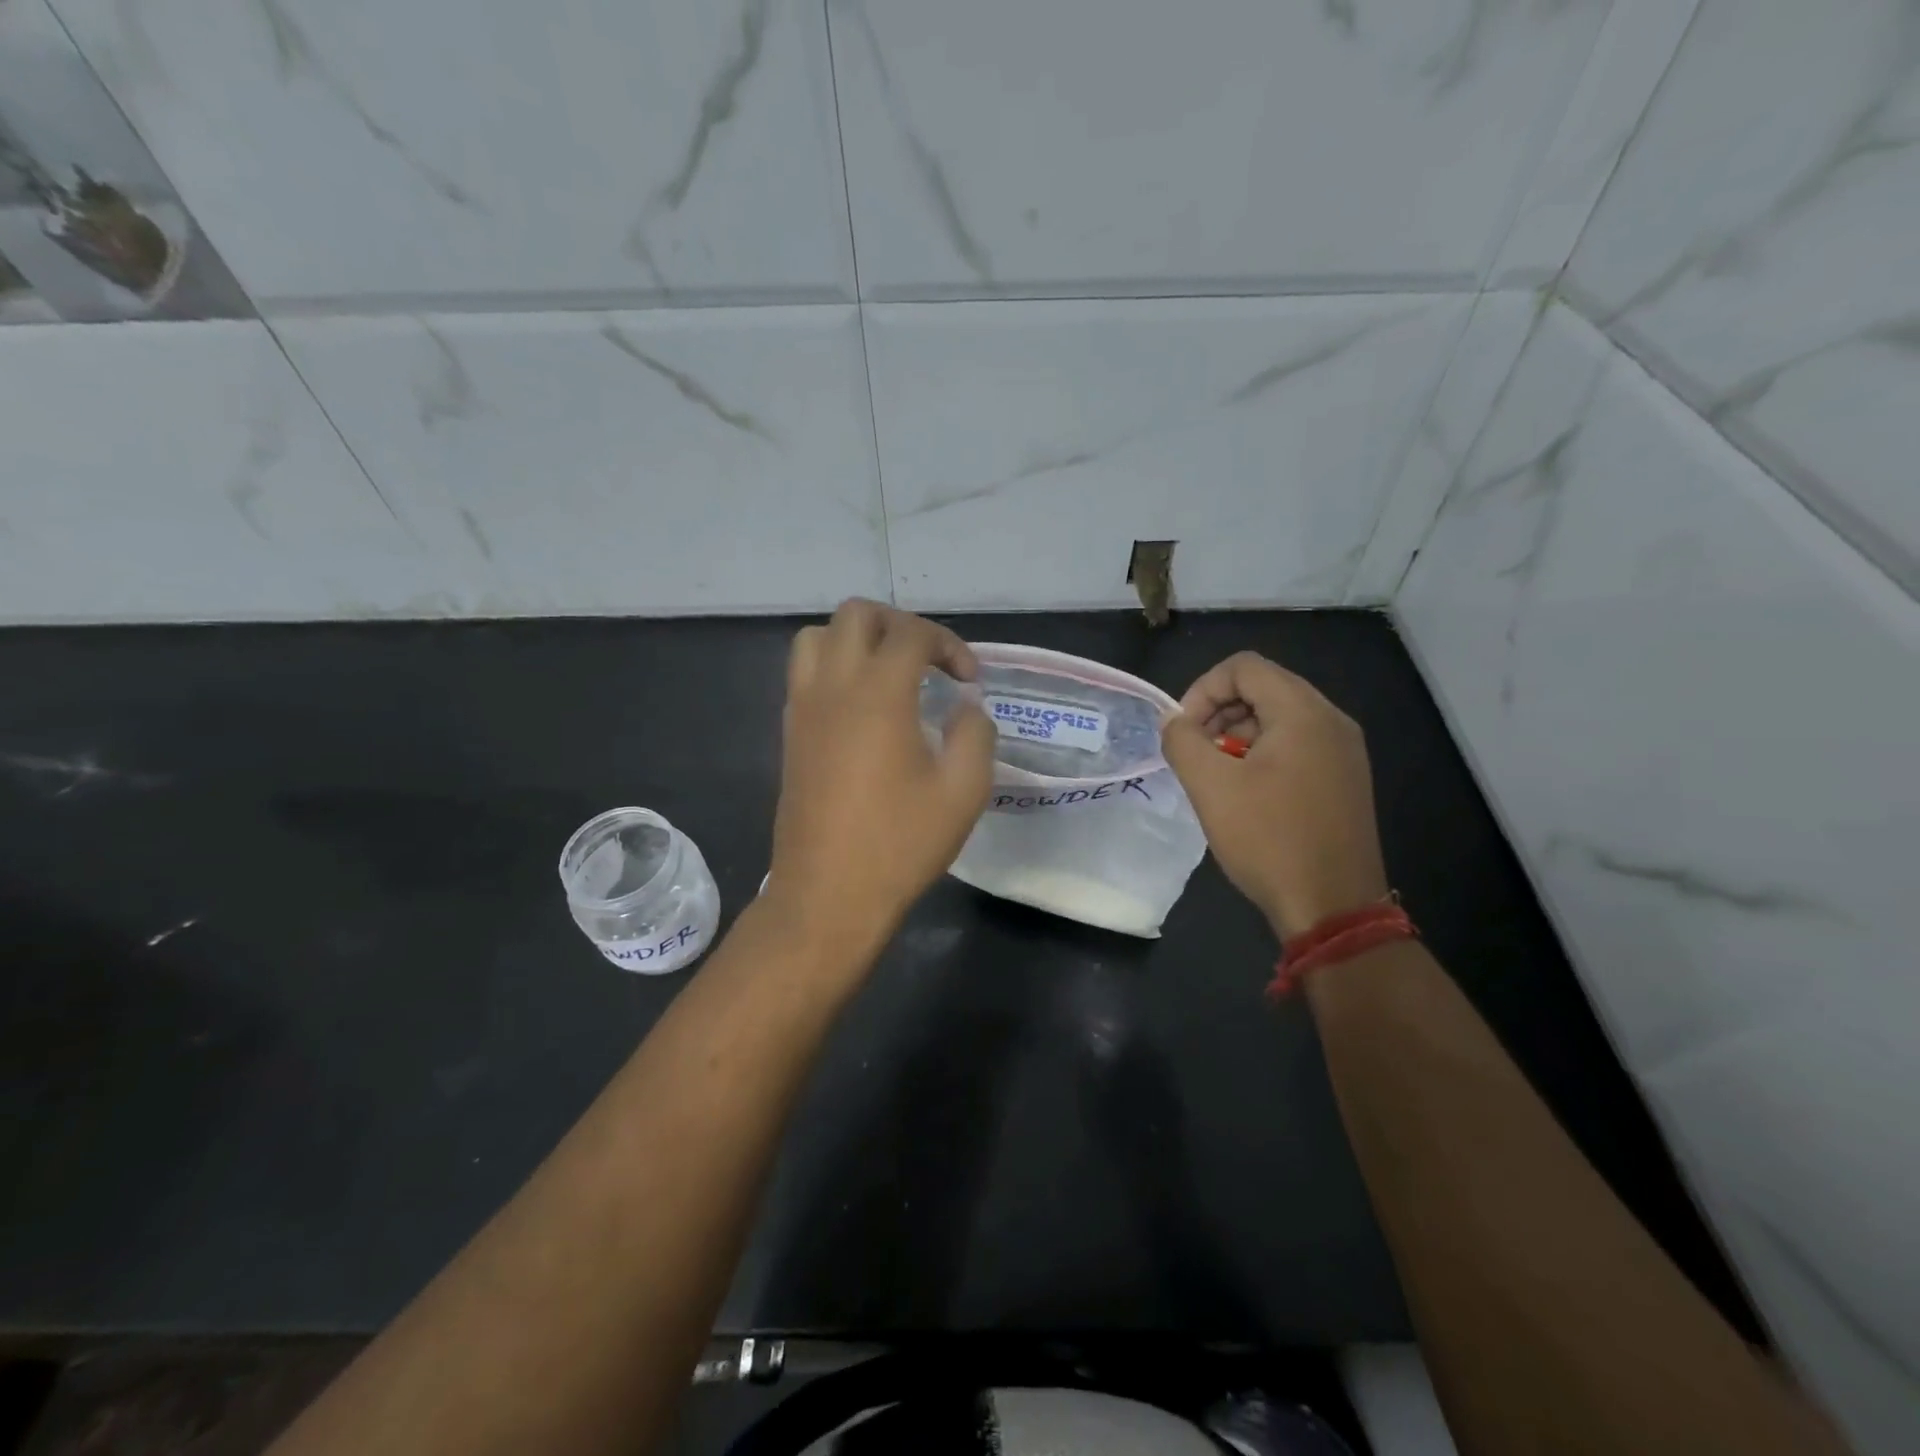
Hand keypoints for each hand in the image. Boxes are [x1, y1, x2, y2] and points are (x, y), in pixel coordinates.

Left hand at [764, 600, 995, 955]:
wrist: (828, 894)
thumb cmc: (900, 844)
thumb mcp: (964, 791)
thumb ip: (975, 733)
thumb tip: (965, 707)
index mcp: (879, 694)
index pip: (912, 634)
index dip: (949, 645)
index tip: (969, 681)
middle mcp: (834, 687)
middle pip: (857, 615)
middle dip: (899, 625)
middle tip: (928, 661)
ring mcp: (803, 708)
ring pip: (819, 637)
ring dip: (857, 640)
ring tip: (889, 674)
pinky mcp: (790, 733)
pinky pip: (804, 673)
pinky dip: (834, 668)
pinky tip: (861, 709)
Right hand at [1160, 652, 1388, 938]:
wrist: (1333, 907)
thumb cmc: (1269, 839)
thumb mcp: (1211, 786)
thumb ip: (1182, 741)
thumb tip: (1173, 721)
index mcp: (1304, 713)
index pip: (1244, 667)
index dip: (1202, 689)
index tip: (1184, 731)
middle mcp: (1332, 721)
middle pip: (1265, 687)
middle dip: (1219, 712)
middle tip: (1196, 752)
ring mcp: (1345, 751)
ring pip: (1280, 717)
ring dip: (1238, 734)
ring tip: (1217, 775)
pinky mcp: (1345, 779)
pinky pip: (1298, 744)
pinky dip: (1263, 753)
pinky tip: (1246, 792)